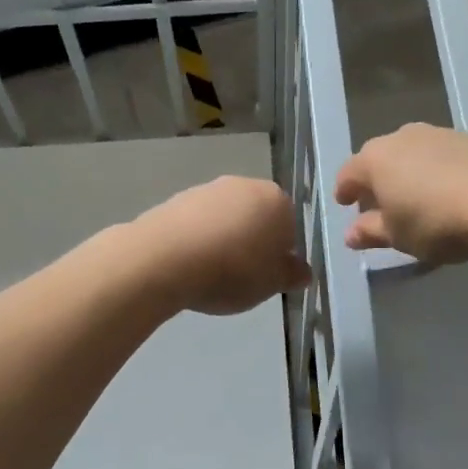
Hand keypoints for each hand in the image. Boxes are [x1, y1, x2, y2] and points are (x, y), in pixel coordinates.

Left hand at [133, 176, 310, 315]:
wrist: (165, 258)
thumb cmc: (232, 271)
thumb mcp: (271, 283)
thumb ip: (291, 274)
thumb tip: (302, 269)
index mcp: (277, 200)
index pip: (291, 226)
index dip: (282, 253)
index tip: (268, 276)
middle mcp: (244, 185)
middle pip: (257, 216)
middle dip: (253, 242)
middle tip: (242, 275)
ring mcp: (208, 189)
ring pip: (226, 218)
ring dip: (224, 239)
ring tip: (212, 272)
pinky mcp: (177, 199)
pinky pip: (197, 223)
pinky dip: (198, 239)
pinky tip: (190, 263)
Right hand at [335, 123, 467, 263]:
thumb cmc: (437, 222)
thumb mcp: (398, 236)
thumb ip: (370, 232)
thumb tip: (351, 233)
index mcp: (374, 159)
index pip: (348, 174)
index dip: (344, 192)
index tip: (345, 205)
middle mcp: (400, 137)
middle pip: (378, 160)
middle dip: (376, 182)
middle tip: (380, 206)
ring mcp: (436, 133)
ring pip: (409, 154)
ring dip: (406, 174)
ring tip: (416, 199)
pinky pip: (438, 155)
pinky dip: (434, 171)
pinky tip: (446, 191)